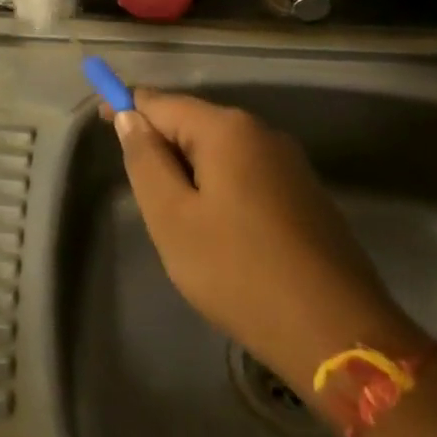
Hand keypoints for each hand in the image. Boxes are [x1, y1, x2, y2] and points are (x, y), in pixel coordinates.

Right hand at [111, 90, 424, 398]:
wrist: (337, 334)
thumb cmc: (239, 272)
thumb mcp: (172, 218)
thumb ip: (145, 160)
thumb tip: (129, 117)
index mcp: (227, 130)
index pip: (161, 102)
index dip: (127, 107)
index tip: (99, 120)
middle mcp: (262, 133)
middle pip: (193, 124)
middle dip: (161, 146)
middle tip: (142, 194)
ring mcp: (290, 164)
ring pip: (221, 152)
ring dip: (190, 172)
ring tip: (177, 220)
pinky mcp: (306, 195)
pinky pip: (247, 175)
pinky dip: (220, 188)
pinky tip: (218, 232)